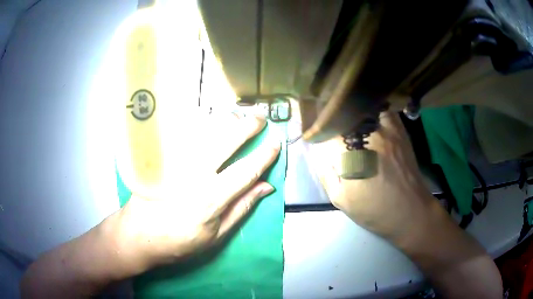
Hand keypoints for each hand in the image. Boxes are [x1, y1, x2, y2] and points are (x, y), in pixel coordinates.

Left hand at [111, 113, 279, 273]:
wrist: (138, 235)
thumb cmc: (179, 242)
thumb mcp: (215, 236)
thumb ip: (241, 208)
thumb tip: (266, 187)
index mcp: (211, 198)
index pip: (246, 170)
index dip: (264, 156)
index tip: (276, 144)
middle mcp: (194, 174)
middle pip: (225, 142)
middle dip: (247, 126)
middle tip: (260, 117)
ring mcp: (175, 163)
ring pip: (203, 132)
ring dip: (224, 120)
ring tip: (238, 114)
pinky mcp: (162, 158)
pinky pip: (182, 134)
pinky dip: (198, 122)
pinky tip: (207, 118)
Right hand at [311, 111, 437, 241]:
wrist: (409, 211)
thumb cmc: (374, 210)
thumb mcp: (341, 199)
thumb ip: (326, 173)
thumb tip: (319, 152)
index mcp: (351, 154)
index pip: (328, 131)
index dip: (320, 133)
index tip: (318, 138)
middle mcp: (369, 136)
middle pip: (345, 116)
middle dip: (335, 121)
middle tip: (332, 130)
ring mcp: (387, 130)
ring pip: (364, 109)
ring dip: (354, 113)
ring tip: (350, 122)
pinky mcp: (400, 131)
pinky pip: (385, 111)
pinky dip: (374, 111)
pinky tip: (370, 120)